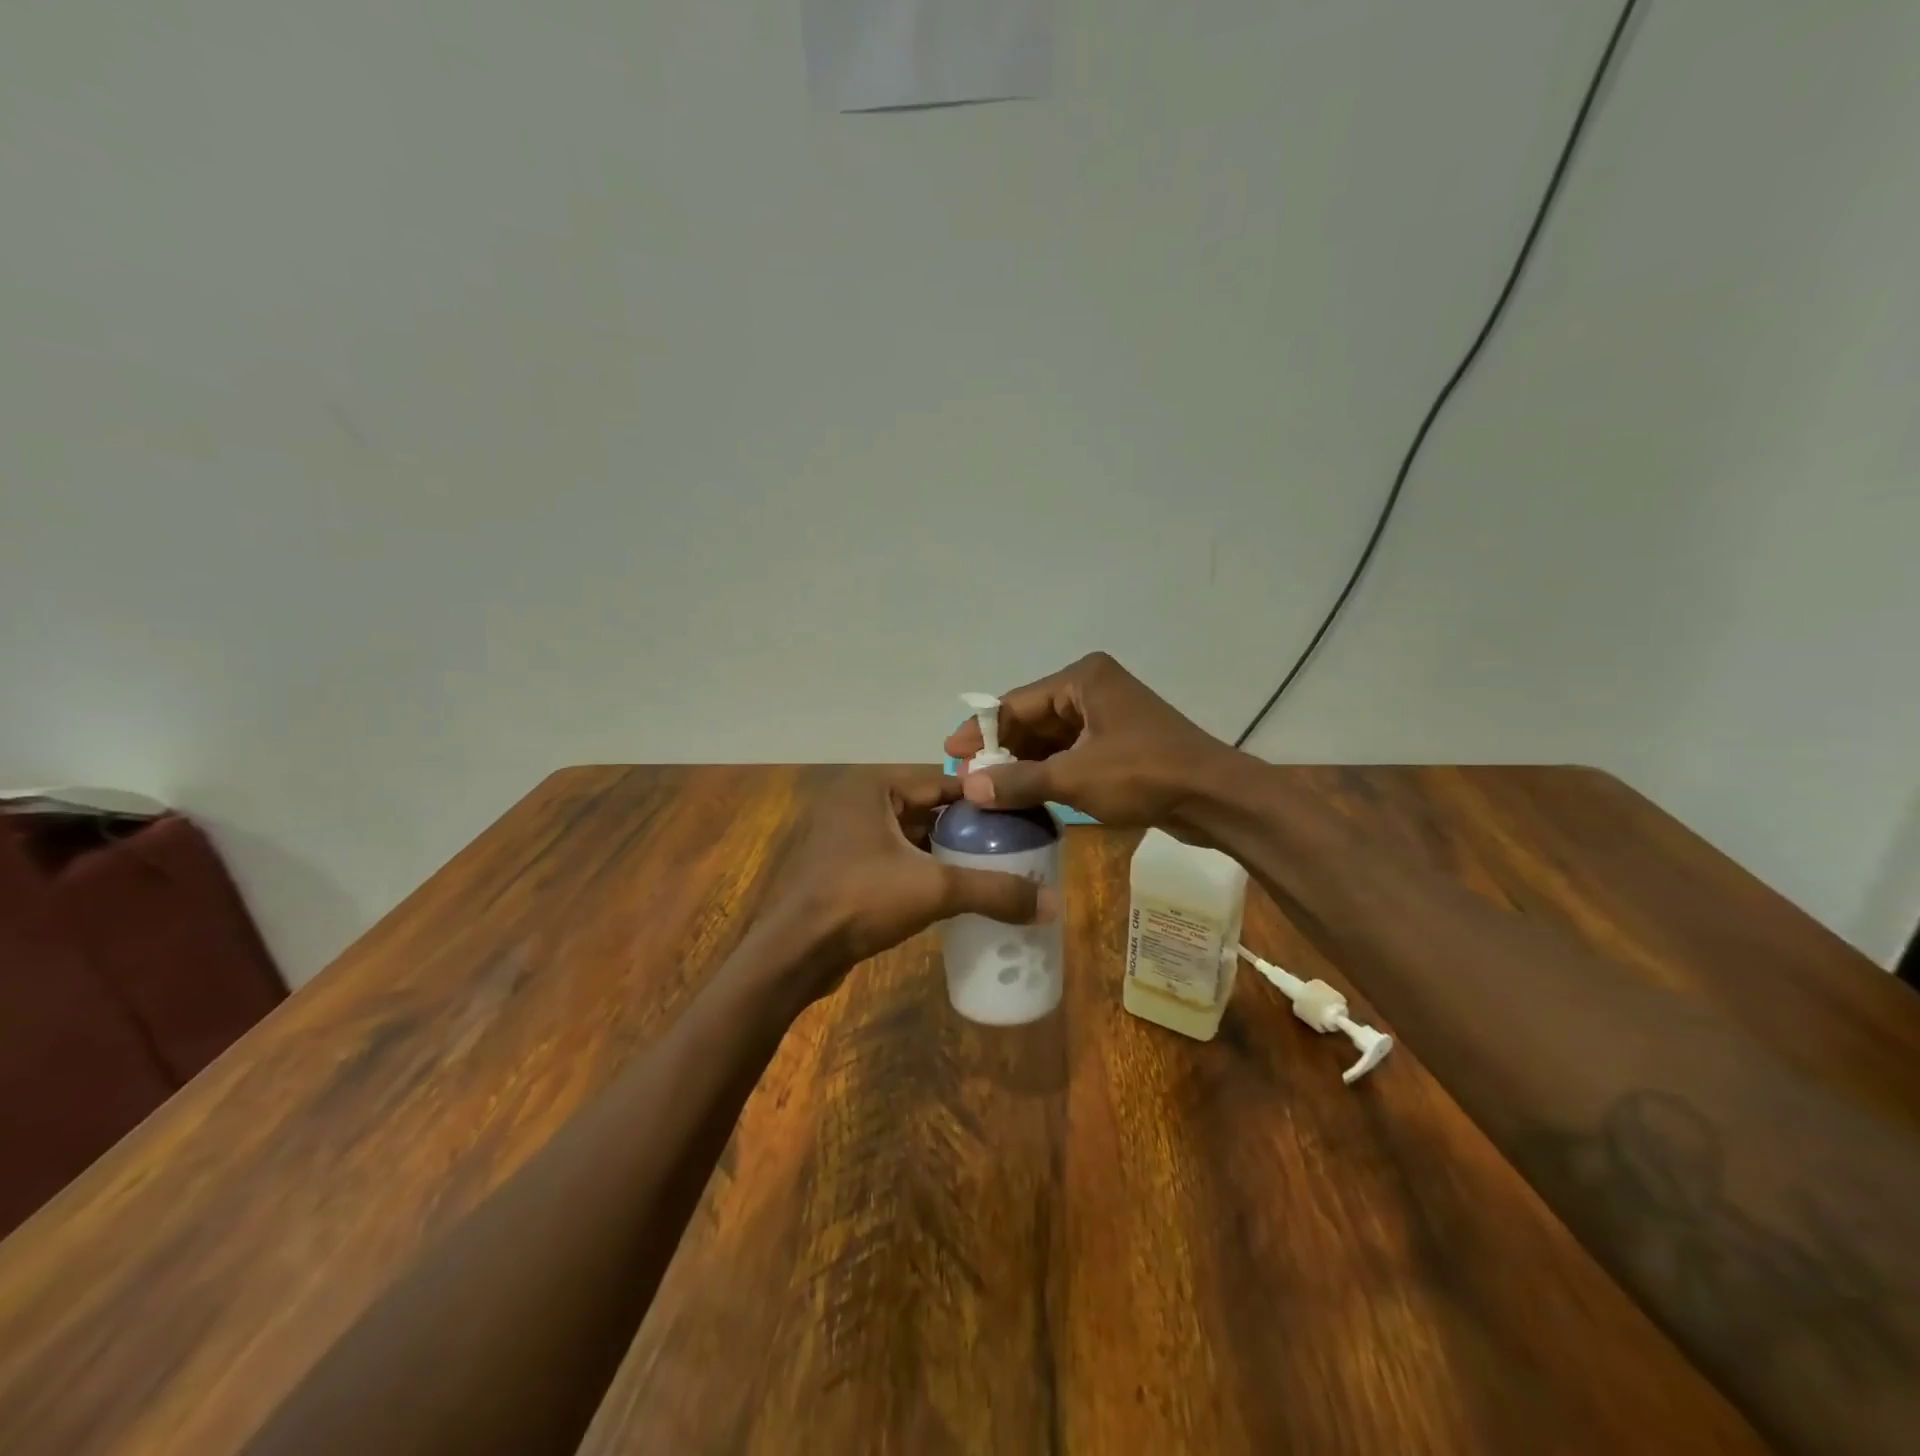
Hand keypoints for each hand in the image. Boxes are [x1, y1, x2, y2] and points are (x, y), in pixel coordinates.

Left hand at [756, 767, 1055, 1001]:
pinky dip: (919, 870)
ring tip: (990, 868)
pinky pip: (891, 859)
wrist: (791, 954)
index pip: (944, 781)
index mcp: (873, 786)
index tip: (1022, 815)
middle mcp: (855, 801)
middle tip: (1012, 845)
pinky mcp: (839, 868)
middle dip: (967, 828)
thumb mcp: (935, 889)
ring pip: (909, 836)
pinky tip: (950, 891)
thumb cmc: (859, 900)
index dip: (985, 799)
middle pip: (928, 808)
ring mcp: (842, 835)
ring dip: (944, 852)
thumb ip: (994, 890)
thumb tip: (1054, 904)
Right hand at [943, 652, 1238, 835]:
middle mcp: (1092, 688)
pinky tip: (1026, 794)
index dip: (981, 732)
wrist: (1215, 797)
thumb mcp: (1075, 778)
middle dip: (1002, 750)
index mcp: (1082, 679)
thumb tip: (969, 788)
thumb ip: (1019, 780)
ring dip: (1024, 763)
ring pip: (1051, 738)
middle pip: (1032, 718)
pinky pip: (1071, 752)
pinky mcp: (1118, 741)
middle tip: (968, 778)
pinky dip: (1048, 771)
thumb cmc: (1144, 775)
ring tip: (989, 790)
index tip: (950, 756)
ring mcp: (1108, 715)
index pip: (1016, 703)